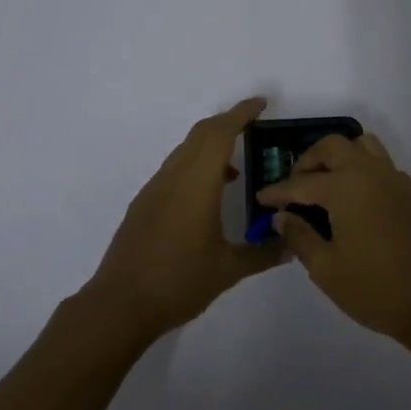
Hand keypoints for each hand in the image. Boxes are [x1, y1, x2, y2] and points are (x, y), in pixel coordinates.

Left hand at [87, 98, 282, 339]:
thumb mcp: (228, 270)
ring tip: (236, 168)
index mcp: (197, 183)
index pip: (220, 133)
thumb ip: (263, 254)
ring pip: (185, 151)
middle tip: (254, 127)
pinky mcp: (144, 204)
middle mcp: (174, 177)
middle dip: (227, 123)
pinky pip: (175, 169)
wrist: (119, 305)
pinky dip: (196, 166)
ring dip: (210, 147)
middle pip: (201, 134)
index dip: (241, 114)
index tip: (261, 104)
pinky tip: (208, 196)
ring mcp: (155, 189)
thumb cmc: (178, 282)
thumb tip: (291, 246)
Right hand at [256, 132, 410, 342]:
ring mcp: (393, 179)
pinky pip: (380, 163)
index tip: (261, 199)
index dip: (277, 192)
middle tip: (295, 189)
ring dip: (338, 156)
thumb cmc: (375, 288)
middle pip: (333, 147)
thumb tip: (281, 217)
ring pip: (361, 146)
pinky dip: (361, 168)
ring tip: (324, 184)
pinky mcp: (409, 192)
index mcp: (345, 187)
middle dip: (308, 162)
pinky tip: (354, 198)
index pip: (301, 183)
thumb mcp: (326, 268)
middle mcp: (369, 173)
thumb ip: (299, 237)